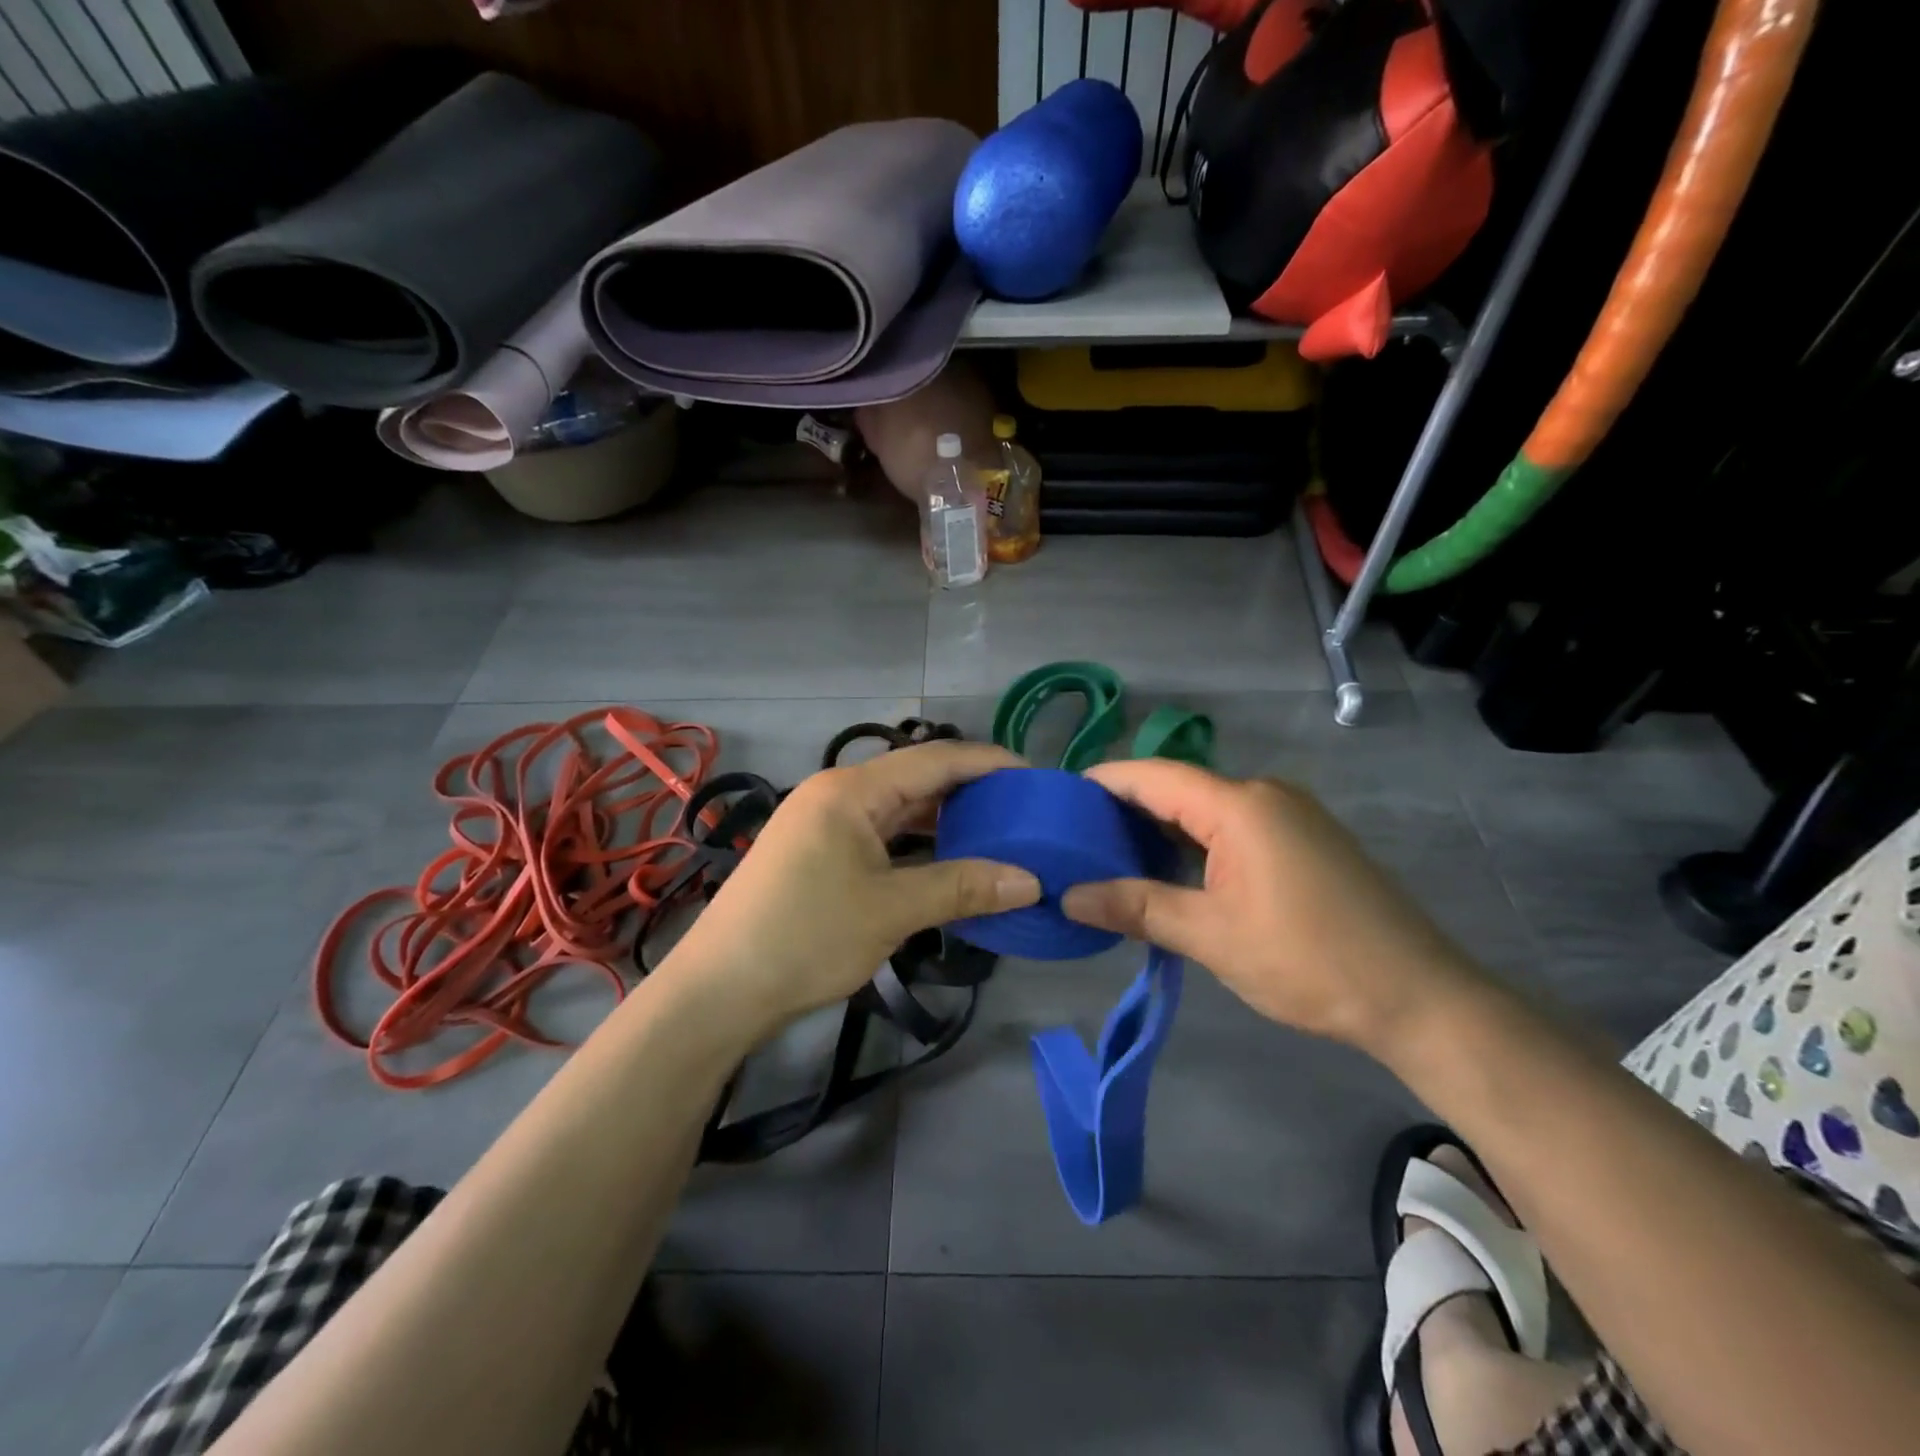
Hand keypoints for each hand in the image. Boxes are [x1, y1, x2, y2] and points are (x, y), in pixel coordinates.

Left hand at [662, 741, 1041, 1040]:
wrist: (718, 990)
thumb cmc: (806, 937)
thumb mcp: (891, 911)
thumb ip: (963, 888)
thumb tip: (1031, 882)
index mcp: (852, 790)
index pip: (935, 759)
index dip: (989, 764)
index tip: (1035, 777)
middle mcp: (837, 794)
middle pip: (917, 779)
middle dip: (971, 792)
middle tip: (1023, 811)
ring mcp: (824, 823)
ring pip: (899, 809)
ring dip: (945, 821)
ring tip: (997, 835)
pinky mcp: (819, 853)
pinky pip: (881, 835)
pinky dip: (918, 845)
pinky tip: (948, 862)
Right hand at [1061, 759, 1482, 1053]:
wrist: (1419, 999)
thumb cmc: (1308, 961)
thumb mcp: (1212, 936)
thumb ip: (1137, 908)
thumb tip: (1069, 897)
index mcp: (1240, 805)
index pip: (1154, 776)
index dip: (1103, 782)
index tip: (1059, 798)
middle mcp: (1265, 794)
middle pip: (1179, 788)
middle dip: (1126, 807)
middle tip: (1075, 835)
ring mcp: (1290, 815)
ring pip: (1206, 809)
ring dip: (1160, 827)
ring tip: (1110, 853)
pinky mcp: (1305, 840)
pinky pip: (1234, 826)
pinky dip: (1194, 841)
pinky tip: (1170, 868)